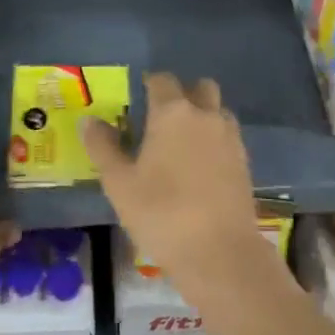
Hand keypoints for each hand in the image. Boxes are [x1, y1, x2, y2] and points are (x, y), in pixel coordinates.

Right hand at [81, 73, 263, 298]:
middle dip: (183, 95)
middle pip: (199, 87)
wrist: (220, 253)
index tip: (138, 99)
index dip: (149, 85)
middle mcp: (205, 115)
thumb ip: (103, 147)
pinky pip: (228, 137)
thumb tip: (89, 121)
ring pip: (217, 111)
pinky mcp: (245, 162)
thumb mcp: (119, 183)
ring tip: (182, 145)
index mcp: (172, 112)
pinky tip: (200, 168)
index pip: (161, 80)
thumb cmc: (162, 213)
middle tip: (162, 120)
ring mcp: (230, 137)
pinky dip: (215, 141)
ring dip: (203, 116)